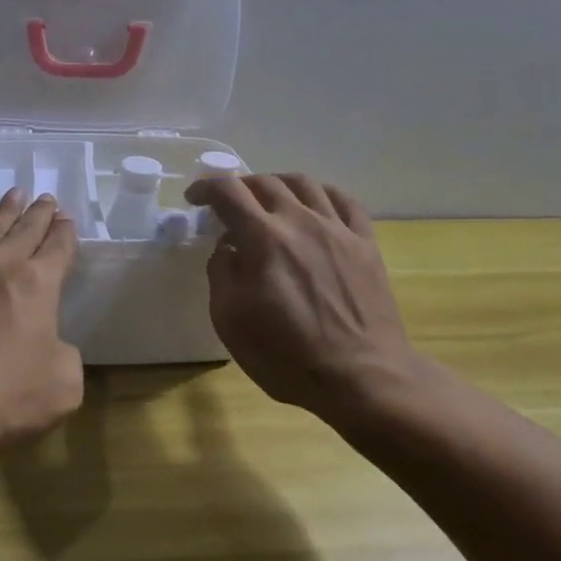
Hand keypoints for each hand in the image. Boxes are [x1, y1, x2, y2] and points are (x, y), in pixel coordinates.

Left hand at [0, 189, 84, 458]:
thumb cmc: (2, 396)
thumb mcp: (63, 386)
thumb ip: (66, 356)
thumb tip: (51, 345)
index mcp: (39, 283)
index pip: (59, 246)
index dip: (66, 232)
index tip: (67, 219)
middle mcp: (2, 263)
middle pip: (26, 229)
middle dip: (40, 213)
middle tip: (46, 198)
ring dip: (5, 210)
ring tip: (15, 193)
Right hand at [184, 174, 430, 425]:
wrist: (363, 377)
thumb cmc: (288, 356)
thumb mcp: (231, 321)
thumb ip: (221, 273)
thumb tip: (228, 247)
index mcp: (263, 238)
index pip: (228, 191)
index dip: (206, 187)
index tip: (195, 198)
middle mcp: (300, 221)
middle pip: (265, 182)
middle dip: (240, 186)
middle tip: (229, 204)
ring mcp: (338, 229)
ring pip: (305, 183)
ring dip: (278, 183)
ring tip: (269, 198)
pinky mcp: (366, 243)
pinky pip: (345, 201)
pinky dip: (322, 193)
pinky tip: (316, 204)